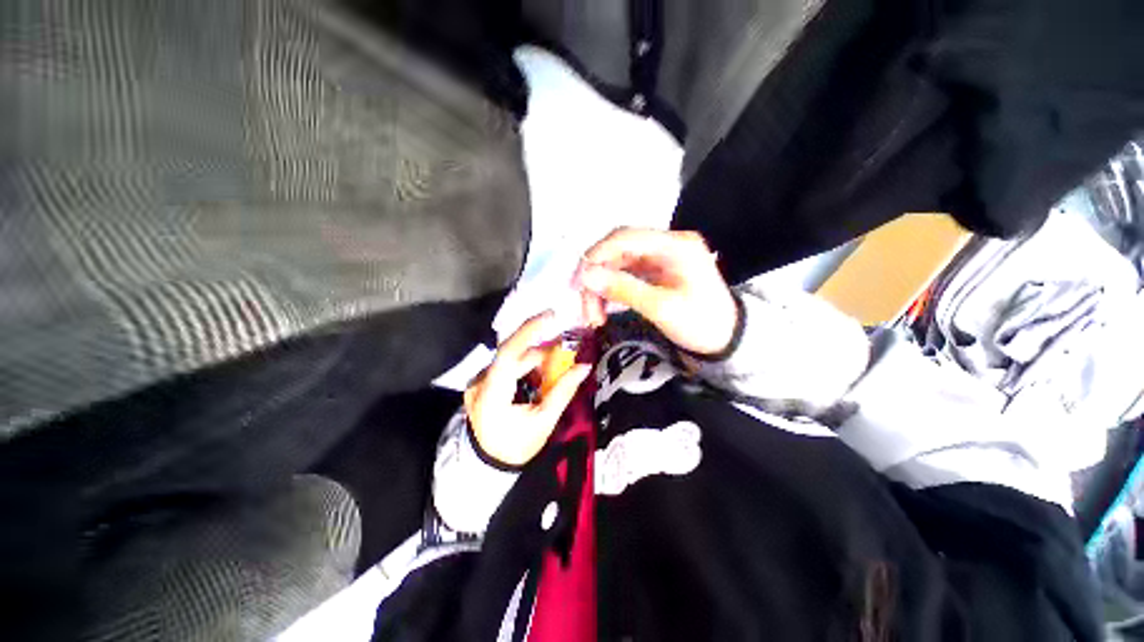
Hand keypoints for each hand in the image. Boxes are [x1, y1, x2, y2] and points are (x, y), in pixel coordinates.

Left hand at [465, 312, 592, 466]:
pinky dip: (526, 368)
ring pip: (511, 360)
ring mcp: (479, 382)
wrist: (487, 466)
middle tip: (566, 348)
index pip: (508, 352)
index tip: (550, 316)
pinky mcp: (482, 384)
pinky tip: (540, 375)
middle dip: (541, 350)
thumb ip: (563, 391)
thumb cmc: (515, 446)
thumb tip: (584, 367)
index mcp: (492, 392)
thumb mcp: (543, 421)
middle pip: (513, 354)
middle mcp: (480, 381)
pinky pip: (507, 367)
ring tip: (556, 366)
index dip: (528, 331)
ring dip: (535, 360)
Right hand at [576, 228, 737, 355]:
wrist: (726, 340)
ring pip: (617, 266)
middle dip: (596, 278)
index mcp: (675, 245)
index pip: (625, 237)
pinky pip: (625, 277)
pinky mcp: (654, 274)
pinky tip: (604, 310)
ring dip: (601, 289)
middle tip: (585, 309)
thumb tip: (585, 275)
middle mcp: (665, 246)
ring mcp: (659, 260)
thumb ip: (623, 289)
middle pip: (618, 252)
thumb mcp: (662, 308)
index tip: (578, 282)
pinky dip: (611, 293)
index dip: (596, 255)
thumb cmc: (701, 323)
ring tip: (594, 317)